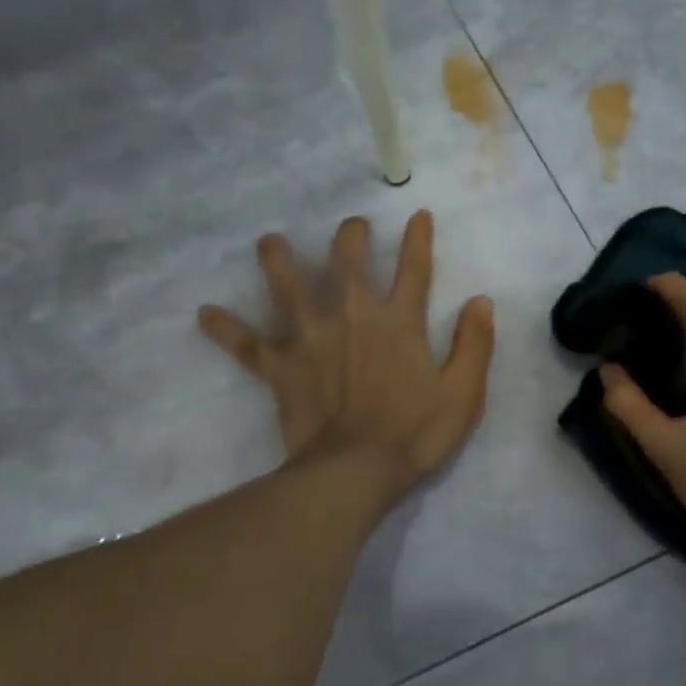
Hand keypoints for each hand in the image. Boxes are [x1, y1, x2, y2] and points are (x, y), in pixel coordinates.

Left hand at [198, 210, 495, 507]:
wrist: (355, 470)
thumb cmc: (415, 435)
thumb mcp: (463, 393)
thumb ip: (474, 344)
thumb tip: (481, 301)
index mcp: (399, 323)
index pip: (413, 270)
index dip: (417, 239)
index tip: (417, 214)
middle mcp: (353, 318)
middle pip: (347, 263)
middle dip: (350, 238)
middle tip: (351, 226)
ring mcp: (312, 339)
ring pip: (290, 289)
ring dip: (279, 261)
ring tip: (268, 241)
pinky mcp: (282, 367)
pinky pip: (249, 345)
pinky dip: (227, 330)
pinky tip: (205, 314)